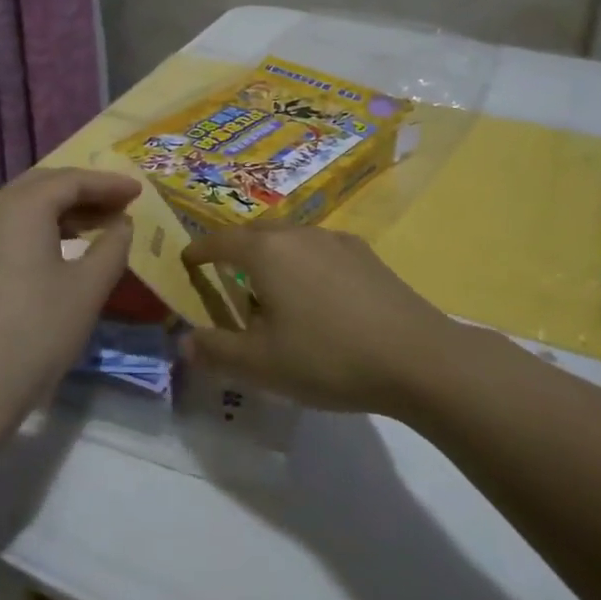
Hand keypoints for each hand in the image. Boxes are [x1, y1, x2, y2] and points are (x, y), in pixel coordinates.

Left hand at [0, 167, 140, 445]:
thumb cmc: (33, 334)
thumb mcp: (86, 290)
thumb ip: (112, 248)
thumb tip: (122, 224)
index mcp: (19, 207)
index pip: (72, 180)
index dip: (109, 183)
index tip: (139, 191)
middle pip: (44, 186)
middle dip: (85, 192)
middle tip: (120, 204)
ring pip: (23, 209)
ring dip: (62, 211)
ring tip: (99, 225)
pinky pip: (8, 230)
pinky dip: (39, 230)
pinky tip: (60, 251)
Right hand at [182, 226, 450, 414]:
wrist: (418, 358)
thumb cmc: (328, 357)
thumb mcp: (262, 365)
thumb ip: (216, 351)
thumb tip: (182, 341)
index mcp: (266, 252)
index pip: (219, 241)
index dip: (198, 251)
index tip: (186, 262)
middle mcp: (298, 234)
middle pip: (255, 235)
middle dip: (235, 251)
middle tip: (225, 278)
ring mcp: (336, 240)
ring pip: (290, 240)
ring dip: (272, 258)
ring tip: (271, 291)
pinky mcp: (365, 255)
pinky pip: (320, 251)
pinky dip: (305, 265)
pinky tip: (318, 297)